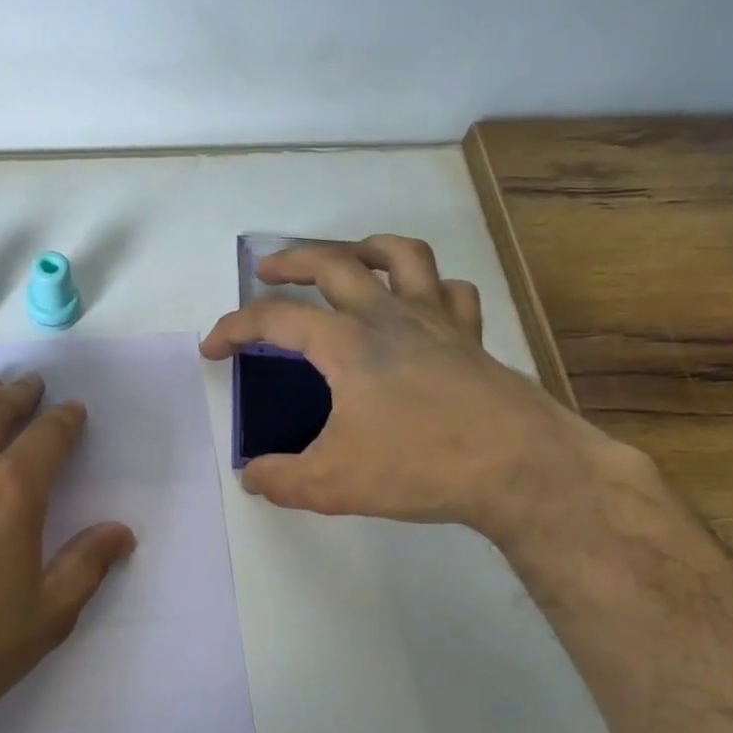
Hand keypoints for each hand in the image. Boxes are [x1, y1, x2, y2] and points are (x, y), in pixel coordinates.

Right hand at [200, 234, 627, 540]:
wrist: (519, 468)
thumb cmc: (419, 467)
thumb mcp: (331, 484)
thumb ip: (280, 479)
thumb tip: (252, 477)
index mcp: (345, 343)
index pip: (274, 319)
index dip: (234, 328)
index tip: (212, 349)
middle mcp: (387, 317)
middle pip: (333, 263)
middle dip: (291, 260)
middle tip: (267, 269)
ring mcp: (436, 320)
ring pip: (402, 256)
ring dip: (367, 248)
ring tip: (349, 258)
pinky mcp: (472, 337)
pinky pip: (452, 291)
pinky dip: (431, 286)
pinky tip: (422, 301)